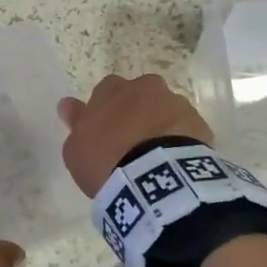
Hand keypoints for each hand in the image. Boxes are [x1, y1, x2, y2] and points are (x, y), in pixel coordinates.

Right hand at [56, 73, 213, 196]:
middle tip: (131, 141)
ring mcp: (175, 103)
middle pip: (139, 95)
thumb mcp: (76, 148)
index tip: (105, 132)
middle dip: (136, 112)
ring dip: (160, 125)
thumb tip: (67, 104)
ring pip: (165, 110)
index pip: (106, 91)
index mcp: (112, 89)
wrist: (153, 178)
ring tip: (156, 156)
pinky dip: (180, 140)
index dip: (106, 111)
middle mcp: (145, 87)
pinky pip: (186, 129)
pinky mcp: (199, 124)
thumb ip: (75, 122)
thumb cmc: (105, 160)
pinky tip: (173, 162)